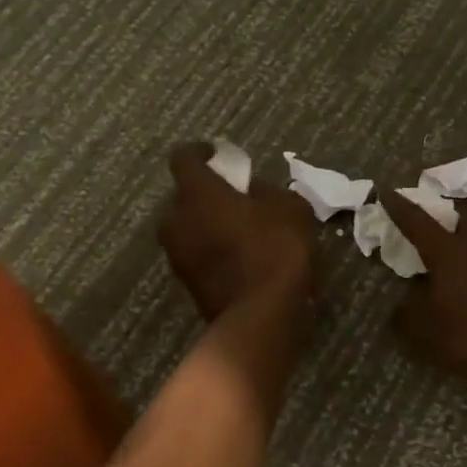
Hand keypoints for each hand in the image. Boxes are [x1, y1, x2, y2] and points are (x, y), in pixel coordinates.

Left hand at [159, 145, 318, 321]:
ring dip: (207, 224)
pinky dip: (212, 250)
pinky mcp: (187, 284)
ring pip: (188, 228)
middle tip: (234, 197)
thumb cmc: (277, 249)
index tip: (216, 153)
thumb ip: (267, 191)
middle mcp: (177, 220)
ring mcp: (177, 255)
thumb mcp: (290, 208)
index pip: (183, 158)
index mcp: (198, 193)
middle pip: (184, 196)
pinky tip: (240, 258)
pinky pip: (196, 254)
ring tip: (238, 230)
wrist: (262, 315)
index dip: (199, 151)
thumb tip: (253, 192)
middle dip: (205, 193)